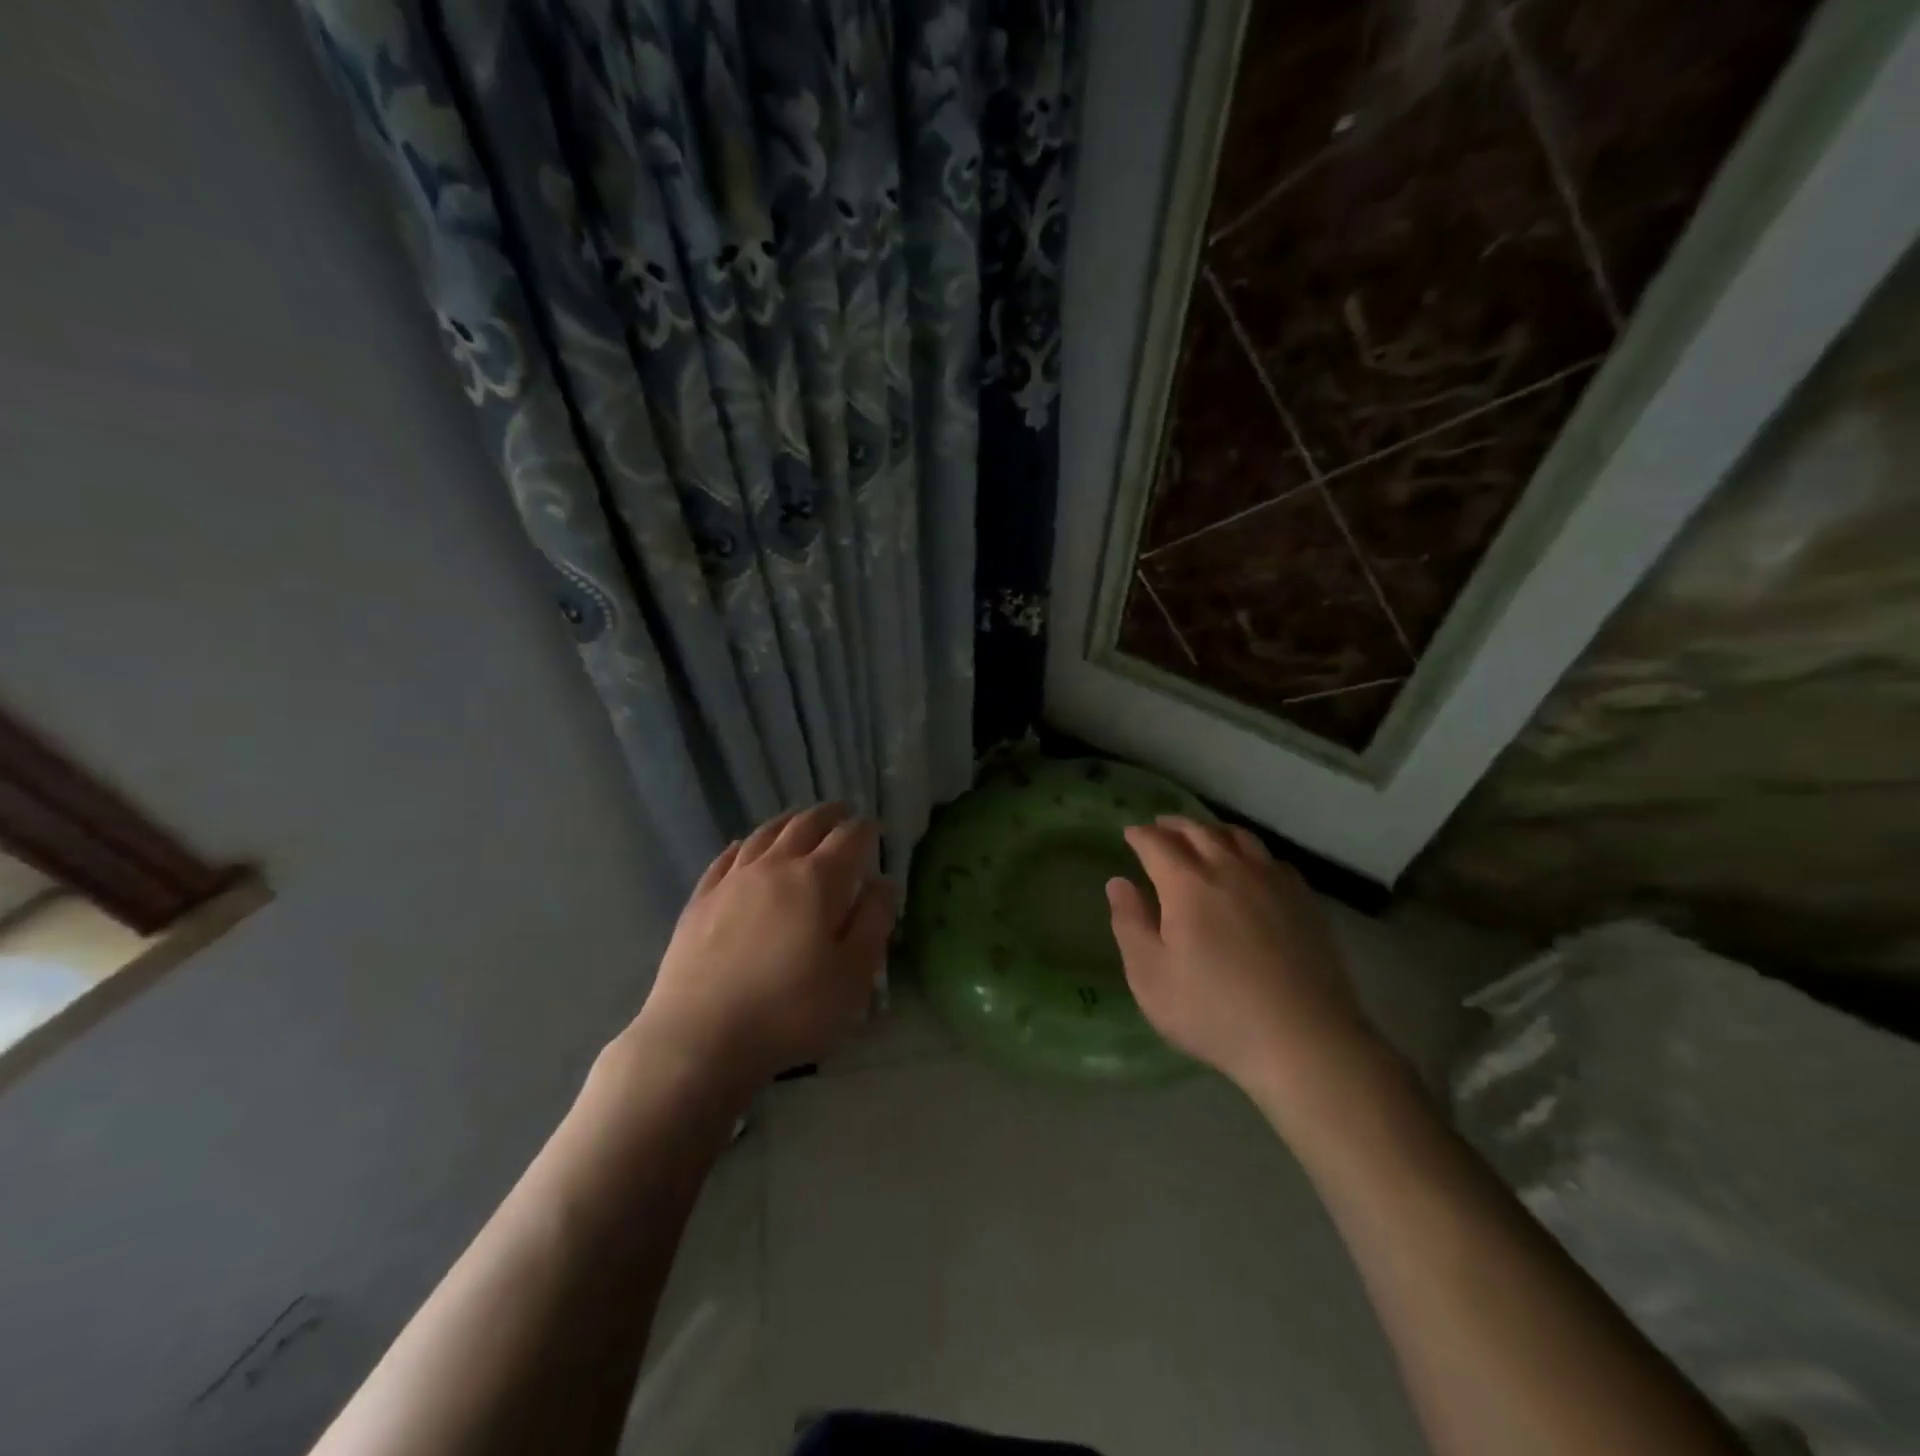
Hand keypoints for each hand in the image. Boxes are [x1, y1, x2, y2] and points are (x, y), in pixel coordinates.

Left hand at [630, 804, 893, 1088]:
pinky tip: (746, 846)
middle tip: (843, 812)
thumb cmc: (790, 1011)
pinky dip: (745, 845)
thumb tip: (882, 883)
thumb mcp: (852, 976)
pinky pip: (726, 858)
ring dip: (789, 821)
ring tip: (801, 820)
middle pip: (806, 825)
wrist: (699, 1038)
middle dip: (829, 815)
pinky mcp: (701, 900)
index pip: (849, 838)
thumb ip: (873, 923)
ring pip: (765, 834)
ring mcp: (732, 880)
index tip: (876, 829)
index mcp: (818, 880)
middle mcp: (775, 867)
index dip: (866, 830)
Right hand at [1106, 817, 1375, 1095]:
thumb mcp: (1150, 976)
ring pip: (1239, 837)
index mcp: (1187, 884)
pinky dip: (1250, 851)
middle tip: (1159, 827)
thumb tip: (1118, 883)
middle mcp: (1230, 869)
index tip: (1129, 834)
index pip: (1157, 844)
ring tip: (1201, 836)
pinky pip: (1271, 859)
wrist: (1304, 1041)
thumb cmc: (1213, 1012)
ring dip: (1212, 830)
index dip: (1139, 835)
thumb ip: (1129, 923)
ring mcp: (1272, 882)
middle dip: (1173, 825)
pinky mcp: (1304, 901)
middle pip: (1198, 831)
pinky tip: (1250, 867)